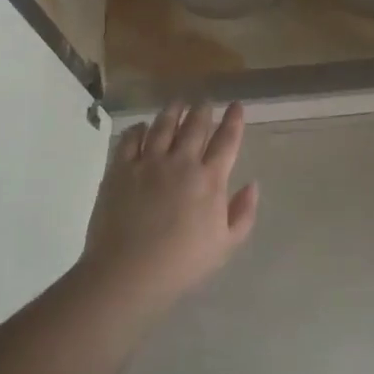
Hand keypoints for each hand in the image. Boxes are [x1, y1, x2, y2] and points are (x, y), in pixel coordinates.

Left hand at [78, 101, 259, 308]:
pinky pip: (130, 139)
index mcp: (210, 179)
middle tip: (204, 101)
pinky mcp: (121, 168)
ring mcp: (149, 162)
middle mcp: (182, 162)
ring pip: (164, 125)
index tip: (237, 105)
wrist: (128, 272)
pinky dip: (139, 129)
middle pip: (195, 125)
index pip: (227, 140)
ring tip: (178, 103)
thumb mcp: (225, 245)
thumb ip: (243, 213)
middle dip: (203, 110)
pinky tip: (142, 127)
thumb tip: (252, 184)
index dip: (234, 120)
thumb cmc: (182, 263)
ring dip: (173, 111)